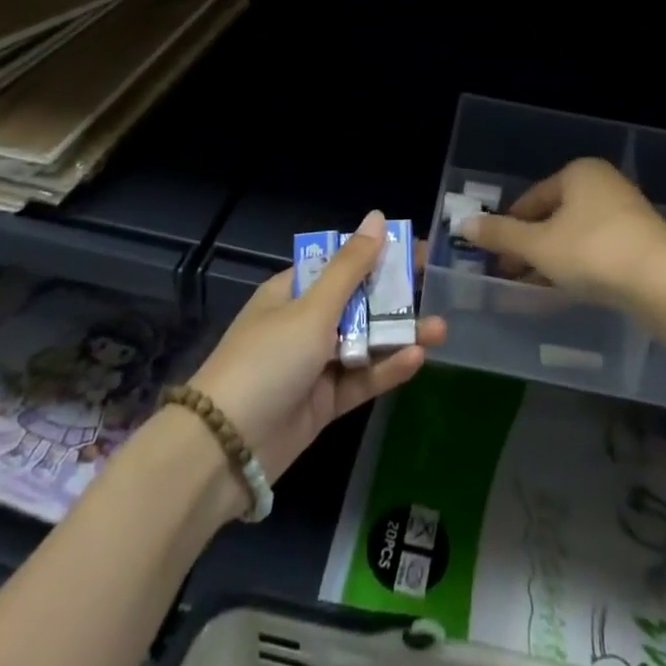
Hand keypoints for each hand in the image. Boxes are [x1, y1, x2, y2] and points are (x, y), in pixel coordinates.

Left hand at [189, 211, 445, 482]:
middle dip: (396, 296)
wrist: (224, 448)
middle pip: (358, 302)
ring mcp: (314, 364)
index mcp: (293, 291)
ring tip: (441, 329)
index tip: (416, 250)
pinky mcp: (323, 403)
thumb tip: (377, 218)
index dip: (377, 254)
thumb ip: (350, 267)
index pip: (341, 263)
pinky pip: (361, 379)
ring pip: (365, 342)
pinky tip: (417, 358)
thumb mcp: (312, 308)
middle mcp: (304, 322)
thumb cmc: (268, 359)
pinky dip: (386, 369)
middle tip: (438, 288)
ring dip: (400, 334)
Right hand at [461, 158, 665, 309]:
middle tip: (510, 276)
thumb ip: (501, 235)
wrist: (663, 283)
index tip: (494, 259)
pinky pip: (598, 250)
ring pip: (575, 236)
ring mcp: (626, 212)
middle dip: (530, 247)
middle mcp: (603, 184)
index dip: (509, 229)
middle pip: (554, 217)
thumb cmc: (592, 252)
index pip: (532, 199)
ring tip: (533, 289)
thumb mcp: (538, 246)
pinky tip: (566, 291)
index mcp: (578, 173)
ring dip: (552, 260)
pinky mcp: (642, 241)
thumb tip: (463, 224)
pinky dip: (578, 267)